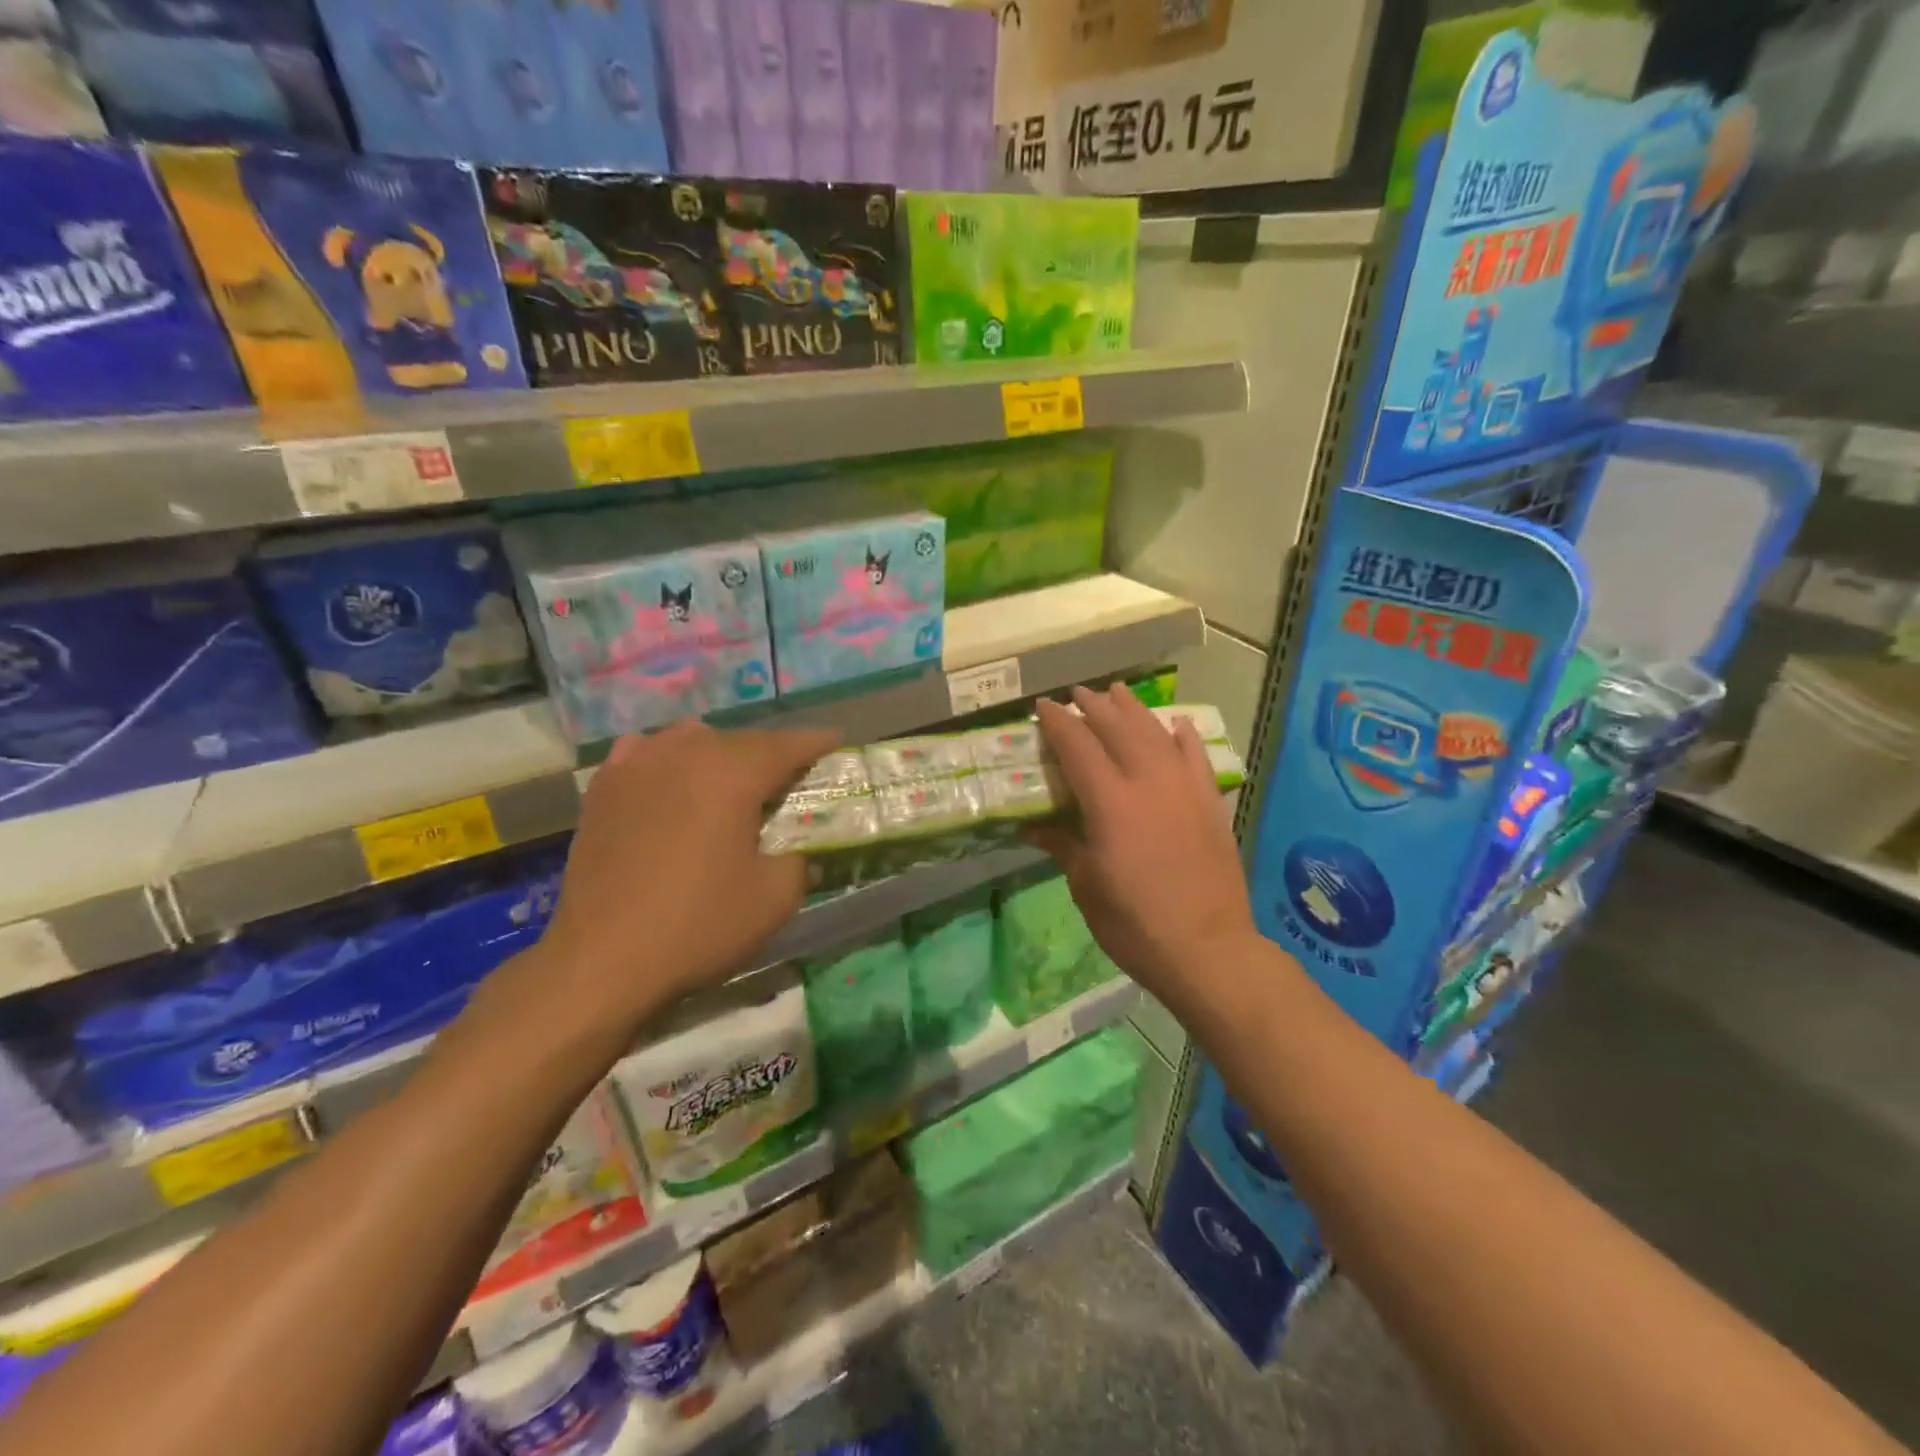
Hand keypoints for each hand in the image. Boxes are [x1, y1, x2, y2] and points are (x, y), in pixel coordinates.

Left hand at [534, 720, 838, 1039]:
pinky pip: (645, 754)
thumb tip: (791, 851)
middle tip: (788, 777)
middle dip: (770, 753)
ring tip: (730, 780)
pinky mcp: (603, 788)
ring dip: (719, 754)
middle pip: (741, 740)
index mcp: (733, 773)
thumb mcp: (775, 899)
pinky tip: (669, 779)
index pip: (787, 744)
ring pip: (692, 740)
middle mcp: (685, 753)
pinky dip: (667, 760)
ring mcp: (638, 765)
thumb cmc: (699, 925)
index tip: (836, 742)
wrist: (603, 960)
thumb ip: (798, 860)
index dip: (816, 742)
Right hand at [1030, 686, 1256, 1007]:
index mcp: (1110, 803)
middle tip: (1077, 693)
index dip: (1058, 723)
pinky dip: (1184, 737)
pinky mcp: (1211, 805)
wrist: (1208, 949)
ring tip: (1118, 692)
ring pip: (1157, 734)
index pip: (1078, 747)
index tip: (1044, 706)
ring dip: (1134, 710)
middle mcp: (1148, 784)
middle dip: (1094, 707)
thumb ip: (1063, 846)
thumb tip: (1035, 826)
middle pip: (1118, 730)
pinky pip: (1197, 758)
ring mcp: (1185, 790)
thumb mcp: (1087, 887)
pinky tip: (1176, 724)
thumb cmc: (1134, 924)